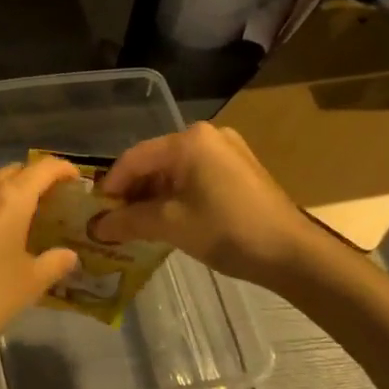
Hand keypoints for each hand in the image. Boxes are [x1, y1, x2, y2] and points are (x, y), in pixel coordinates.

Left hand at [0, 158, 80, 380]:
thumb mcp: (29, 284)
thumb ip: (53, 263)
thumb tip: (68, 255)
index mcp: (9, 198)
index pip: (42, 169)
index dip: (62, 169)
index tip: (76, 180)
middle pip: (12, 172)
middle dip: (33, 180)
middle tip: (50, 201)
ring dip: (4, 190)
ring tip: (19, 213)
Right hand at [93, 122, 322, 285]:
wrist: (292, 253)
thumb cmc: (227, 231)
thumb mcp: (170, 226)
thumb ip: (128, 221)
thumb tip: (95, 227)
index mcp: (189, 140)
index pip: (134, 158)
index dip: (111, 185)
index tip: (96, 212)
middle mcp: (207, 136)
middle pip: (155, 161)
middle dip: (132, 192)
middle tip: (114, 221)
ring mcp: (227, 151)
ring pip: (175, 170)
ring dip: (153, 196)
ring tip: (138, 225)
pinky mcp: (239, 169)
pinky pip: (195, 177)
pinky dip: (177, 196)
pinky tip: (169, 220)